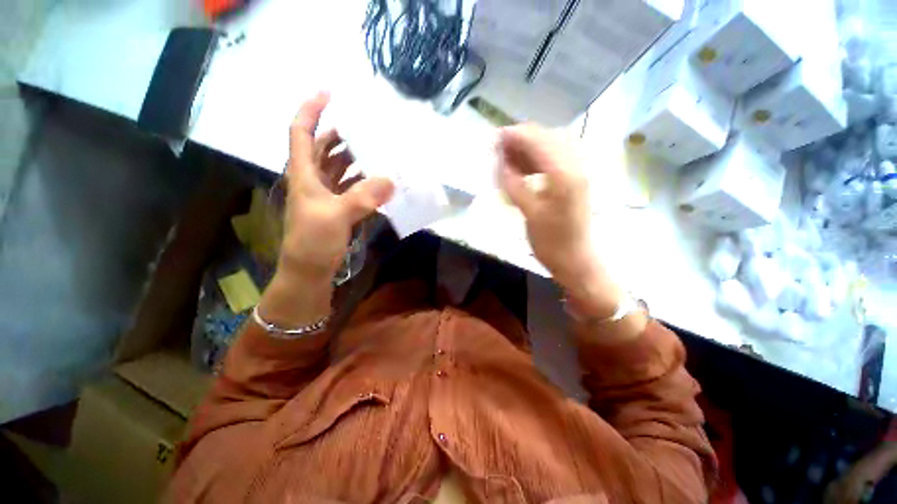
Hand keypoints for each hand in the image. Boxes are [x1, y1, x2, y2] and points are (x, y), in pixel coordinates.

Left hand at [259, 93, 393, 327]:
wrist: (309, 272)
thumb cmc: (313, 242)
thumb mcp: (336, 216)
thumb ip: (364, 197)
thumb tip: (392, 179)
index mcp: (304, 174)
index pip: (301, 132)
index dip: (312, 110)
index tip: (329, 94)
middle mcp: (313, 180)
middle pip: (323, 148)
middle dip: (342, 135)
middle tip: (366, 127)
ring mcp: (326, 195)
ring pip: (339, 168)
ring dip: (356, 159)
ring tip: (378, 151)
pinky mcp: (338, 209)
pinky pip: (351, 187)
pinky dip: (364, 181)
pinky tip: (379, 181)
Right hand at [497, 124, 623, 318]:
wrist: (576, 260)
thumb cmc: (551, 241)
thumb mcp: (529, 213)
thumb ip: (514, 184)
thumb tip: (501, 162)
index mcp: (564, 175)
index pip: (538, 142)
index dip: (516, 136)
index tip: (495, 138)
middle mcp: (575, 166)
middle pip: (547, 137)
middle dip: (522, 139)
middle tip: (499, 149)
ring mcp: (578, 172)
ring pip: (552, 146)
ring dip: (529, 148)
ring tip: (509, 158)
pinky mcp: (576, 180)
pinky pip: (556, 159)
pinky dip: (538, 158)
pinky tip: (525, 168)